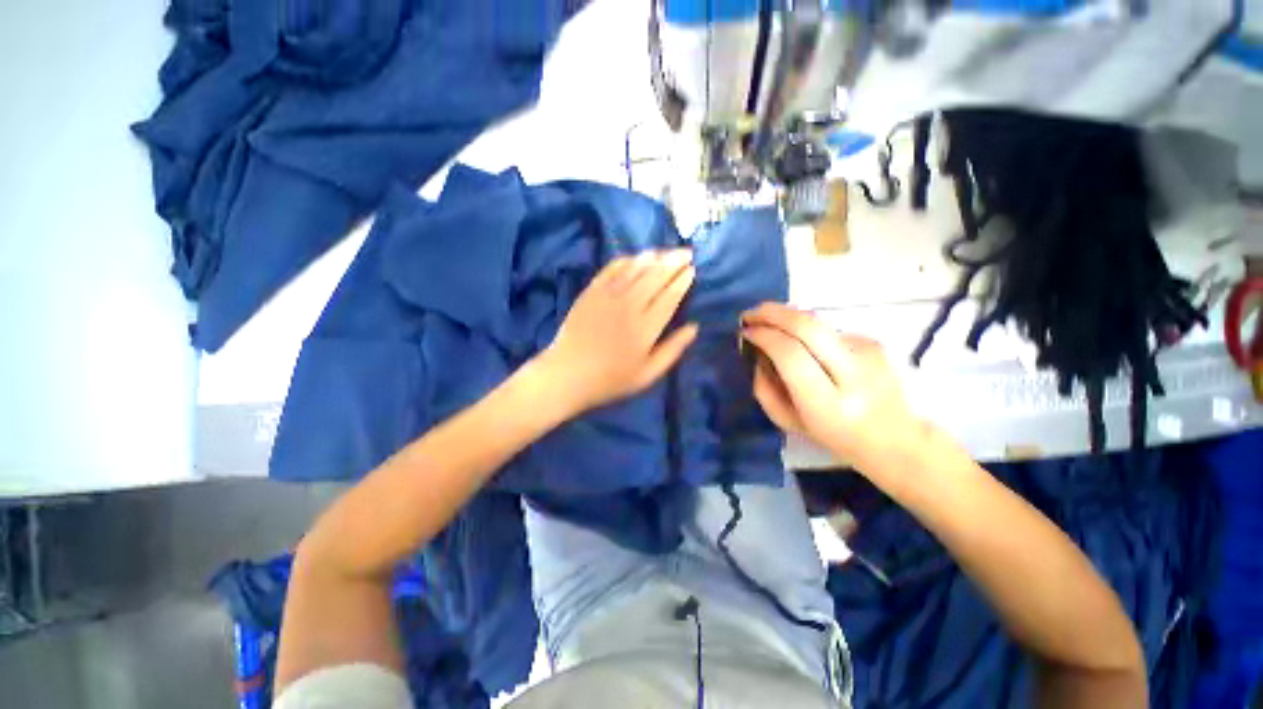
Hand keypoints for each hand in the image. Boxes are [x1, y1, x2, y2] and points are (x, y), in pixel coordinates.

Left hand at [538, 250, 698, 414]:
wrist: (567, 375)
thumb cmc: (610, 379)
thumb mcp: (647, 375)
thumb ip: (672, 350)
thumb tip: (694, 327)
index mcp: (646, 327)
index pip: (669, 297)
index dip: (682, 281)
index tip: (692, 269)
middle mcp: (629, 305)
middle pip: (655, 277)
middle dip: (673, 262)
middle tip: (686, 252)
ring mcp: (608, 296)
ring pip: (635, 269)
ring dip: (653, 257)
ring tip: (666, 251)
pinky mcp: (591, 292)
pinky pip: (611, 269)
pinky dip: (626, 260)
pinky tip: (635, 257)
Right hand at [741, 302, 926, 471]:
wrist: (900, 439)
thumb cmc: (837, 437)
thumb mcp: (791, 423)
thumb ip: (765, 390)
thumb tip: (757, 354)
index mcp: (828, 404)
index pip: (790, 354)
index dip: (764, 336)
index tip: (746, 332)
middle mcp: (853, 373)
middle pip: (808, 326)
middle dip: (773, 313)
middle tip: (751, 314)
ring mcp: (870, 353)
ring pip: (817, 324)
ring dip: (789, 321)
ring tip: (776, 331)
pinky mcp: (876, 342)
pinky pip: (830, 330)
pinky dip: (810, 334)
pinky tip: (811, 349)